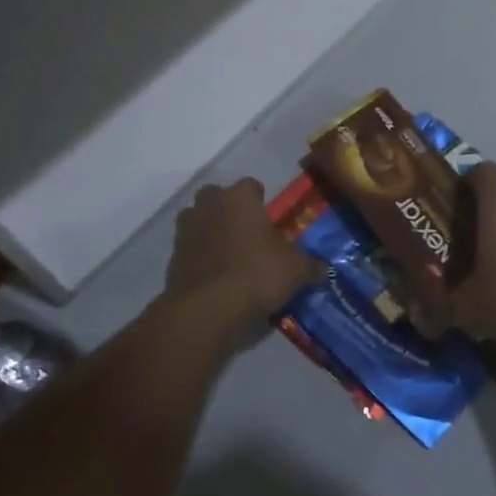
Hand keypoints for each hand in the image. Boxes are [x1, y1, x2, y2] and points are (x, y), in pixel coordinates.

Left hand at [165, 179, 318, 335]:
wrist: (206, 310)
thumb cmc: (256, 275)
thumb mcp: (296, 271)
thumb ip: (311, 264)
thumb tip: (323, 268)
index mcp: (240, 198)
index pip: (251, 185)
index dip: (261, 200)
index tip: (270, 220)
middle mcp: (209, 205)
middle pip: (218, 197)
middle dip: (230, 210)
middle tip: (248, 234)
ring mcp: (186, 230)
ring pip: (199, 220)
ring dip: (211, 231)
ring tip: (230, 255)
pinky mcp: (172, 257)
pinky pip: (190, 248)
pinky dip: (200, 257)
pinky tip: (215, 277)